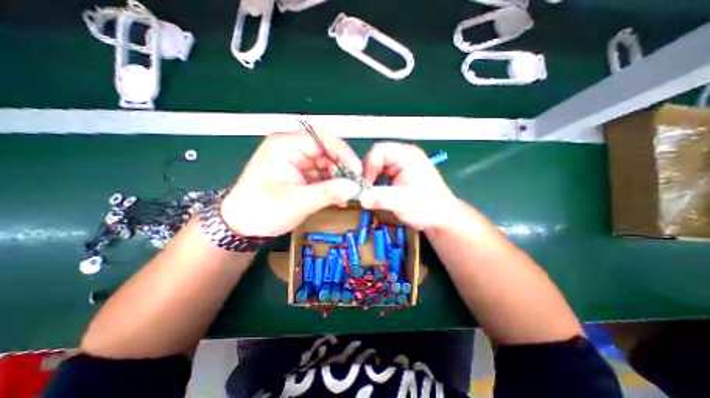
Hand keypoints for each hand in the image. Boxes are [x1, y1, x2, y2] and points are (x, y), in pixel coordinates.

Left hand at [220, 129, 365, 236]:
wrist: (242, 227)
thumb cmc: (262, 210)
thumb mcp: (298, 202)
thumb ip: (329, 193)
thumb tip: (356, 187)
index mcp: (285, 145)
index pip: (322, 139)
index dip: (343, 153)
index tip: (357, 172)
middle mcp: (292, 149)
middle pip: (327, 151)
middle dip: (343, 169)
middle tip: (355, 187)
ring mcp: (296, 161)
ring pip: (327, 164)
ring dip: (339, 179)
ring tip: (347, 196)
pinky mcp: (300, 174)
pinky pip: (322, 175)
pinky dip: (332, 186)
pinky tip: (339, 198)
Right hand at [361, 141, 460, 228]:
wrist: (439, 219)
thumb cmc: (428, 207)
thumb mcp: (404, 201)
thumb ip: (381, 198)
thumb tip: (360, 198)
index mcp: (406, 154)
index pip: (378, 151)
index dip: (368, 167)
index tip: (365, 186)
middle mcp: (401, 157)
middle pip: (374, 159)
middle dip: (367, 175)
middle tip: (364, 192)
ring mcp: (397, 167)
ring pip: (373, 169)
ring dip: (368, 182)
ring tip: (368, 195)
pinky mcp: (394, 177)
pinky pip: (377, 177)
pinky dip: (372, 186)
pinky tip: (373, 196)